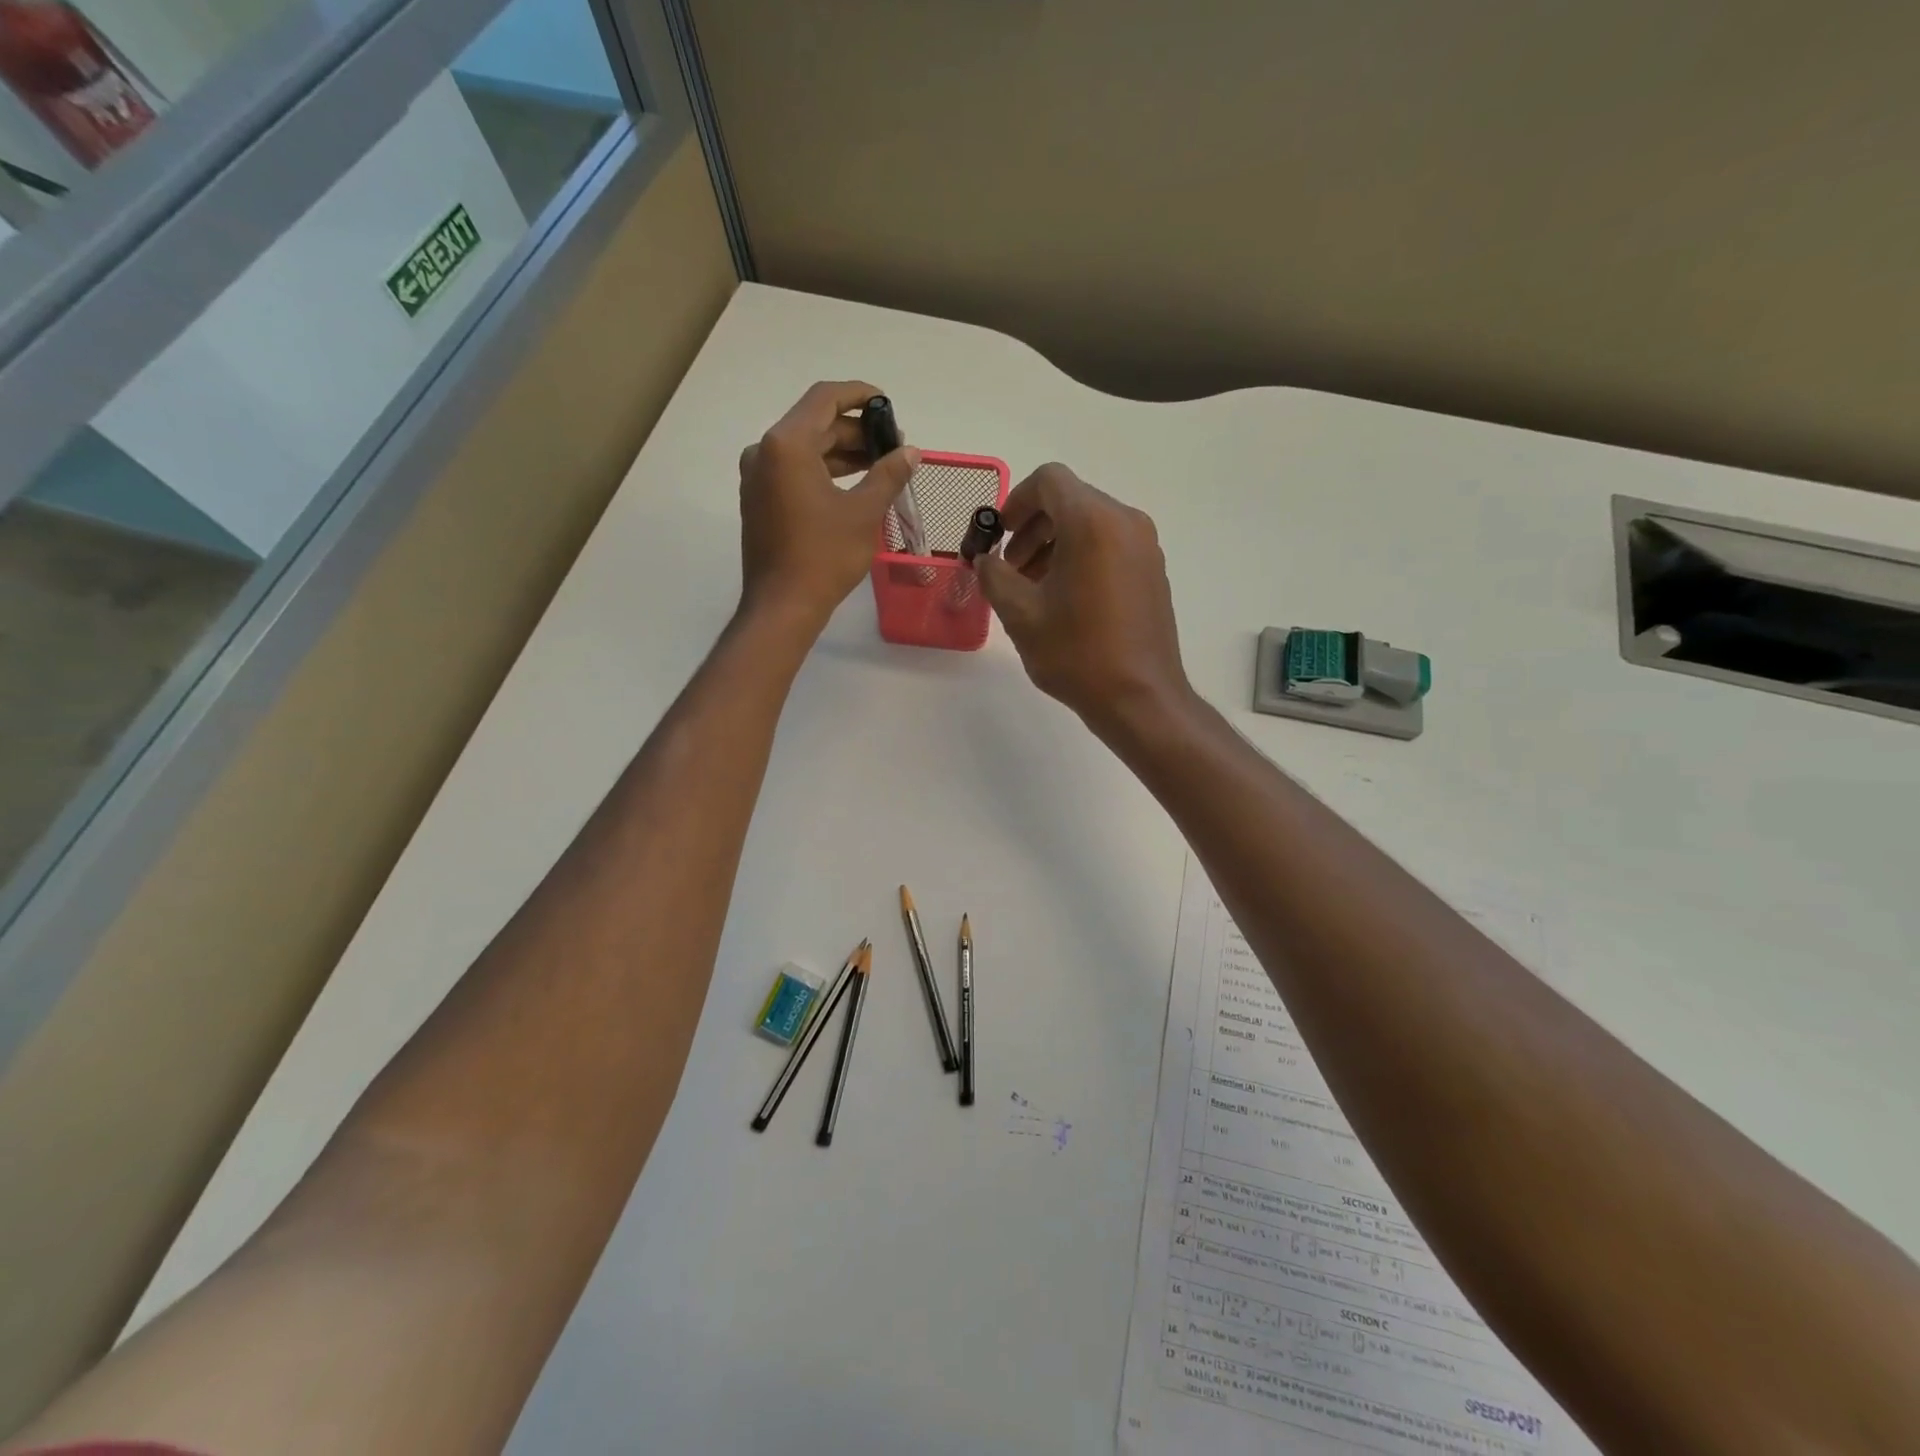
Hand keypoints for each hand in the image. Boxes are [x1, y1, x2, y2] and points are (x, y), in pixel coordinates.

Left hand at [738, 381, 919, 626]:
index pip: (825, 398)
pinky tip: (854, 485)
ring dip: (842, 452)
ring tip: (880, 465)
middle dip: (856, 431)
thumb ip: (888, 475)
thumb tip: (911, 452)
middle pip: (815, 423)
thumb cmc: (824, 556)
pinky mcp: (760, 499)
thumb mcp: (864, 513)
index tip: (888, 406)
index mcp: (787, 444)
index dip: (860, 395)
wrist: (783, 605)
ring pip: (806, 448)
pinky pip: (794, 470)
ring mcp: (758, 476)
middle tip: (893, 447)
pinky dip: (824, 470)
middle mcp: (765, 451)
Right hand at [976, 463, 1193, 733]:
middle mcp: (1125, 522)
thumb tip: (986, 561)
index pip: (1049, 481)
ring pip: (1090, 523)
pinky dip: (1081, 556)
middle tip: (1010, 569)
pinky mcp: (1152, 570)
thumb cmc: (1077, 654)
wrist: (1140, 698)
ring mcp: (1145, 546)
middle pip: (1070, 500)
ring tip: (1033, 588)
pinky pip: (1110, 544)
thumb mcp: (1020, 615)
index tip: (999, 535)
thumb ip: (994, 576)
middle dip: (1033, 528)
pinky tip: (1064, 599)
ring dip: (1055, 544)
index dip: (1016, 501)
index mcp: (1093, 522)